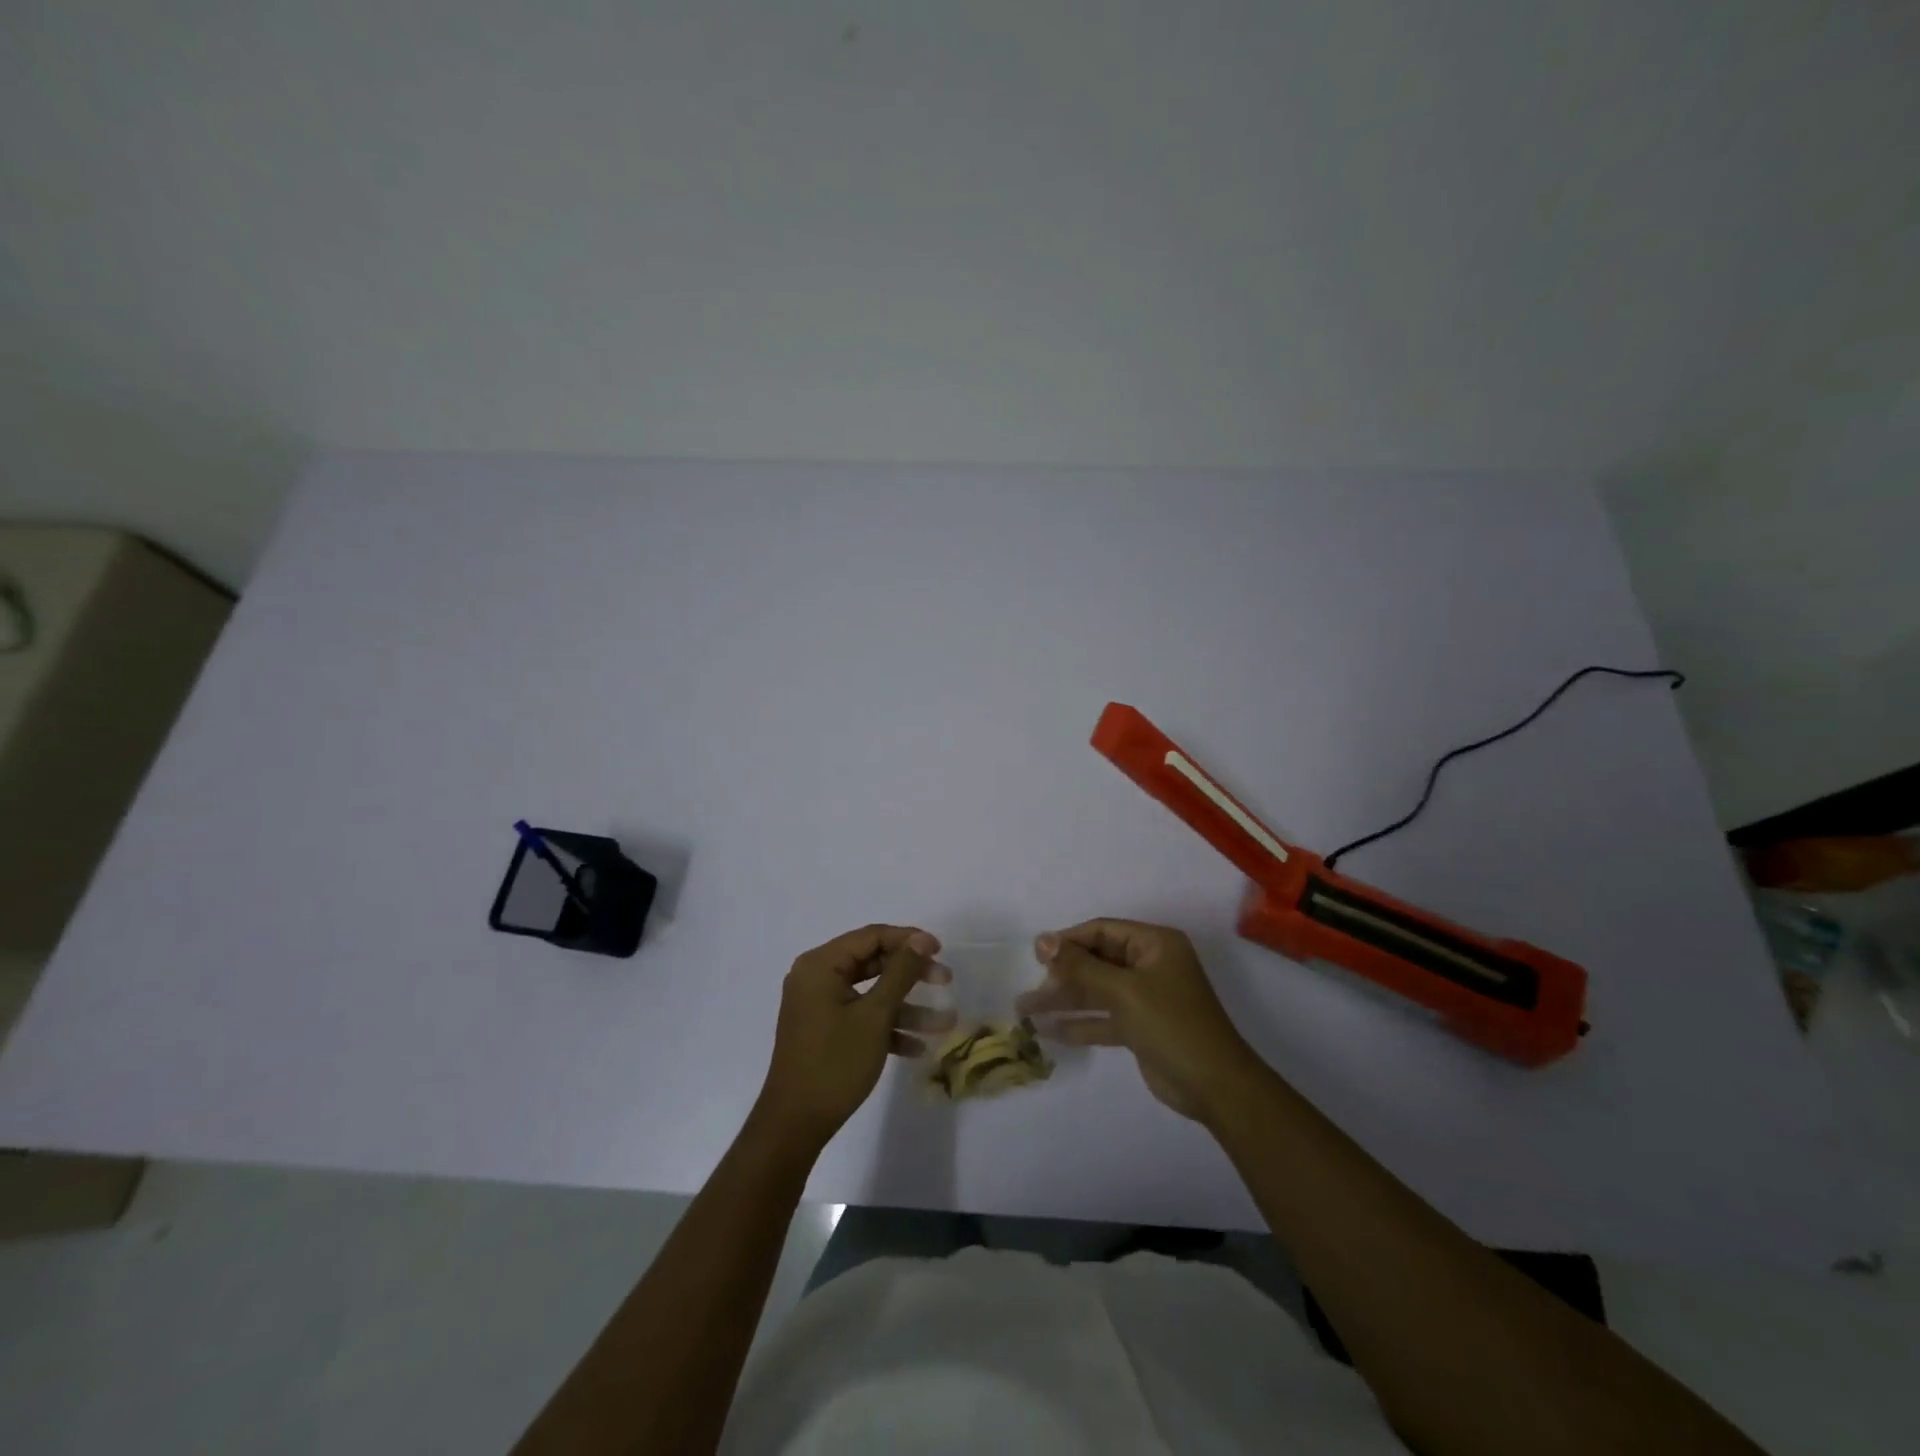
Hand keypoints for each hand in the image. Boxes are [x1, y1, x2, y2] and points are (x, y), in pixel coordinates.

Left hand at [753, 925, 954, 1152]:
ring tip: (944, 1023)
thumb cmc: (835, 1063)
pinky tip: (917, 1047)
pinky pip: (860, 1016)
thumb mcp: (875, 1016)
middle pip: (873, 962)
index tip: (941, 950)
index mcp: (821, 964)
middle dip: (911, 974)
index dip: (908, 940)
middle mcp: (816, 977)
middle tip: (945, 981)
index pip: (871, 936)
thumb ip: (901, 972)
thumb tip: (922, 939)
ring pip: (871, 993)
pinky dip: (887, 1026)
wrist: (795, 1124)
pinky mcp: (824, 1030)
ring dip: (906, 1007)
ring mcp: (819, 1005)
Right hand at [1017, 918, 1264, 1122]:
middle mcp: (1150, 965)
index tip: (1036, 955)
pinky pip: (1104, 1017)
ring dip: (1065, 1000)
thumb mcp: (1124, 991)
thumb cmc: (1172, 1025)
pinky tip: (1048, 1031)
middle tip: (1029, 989)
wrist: (1216, 1087)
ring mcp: (1146, 997)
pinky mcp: (1141, 1028)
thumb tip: (1042, 940)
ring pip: (1097, 991)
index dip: (1068, 941)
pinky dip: (1080, 1023)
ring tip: (1025, 1010)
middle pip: (1097, 961)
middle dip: (1062, 975)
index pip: (1102, 931)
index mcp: (1155, 944)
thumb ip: (1081, 966)